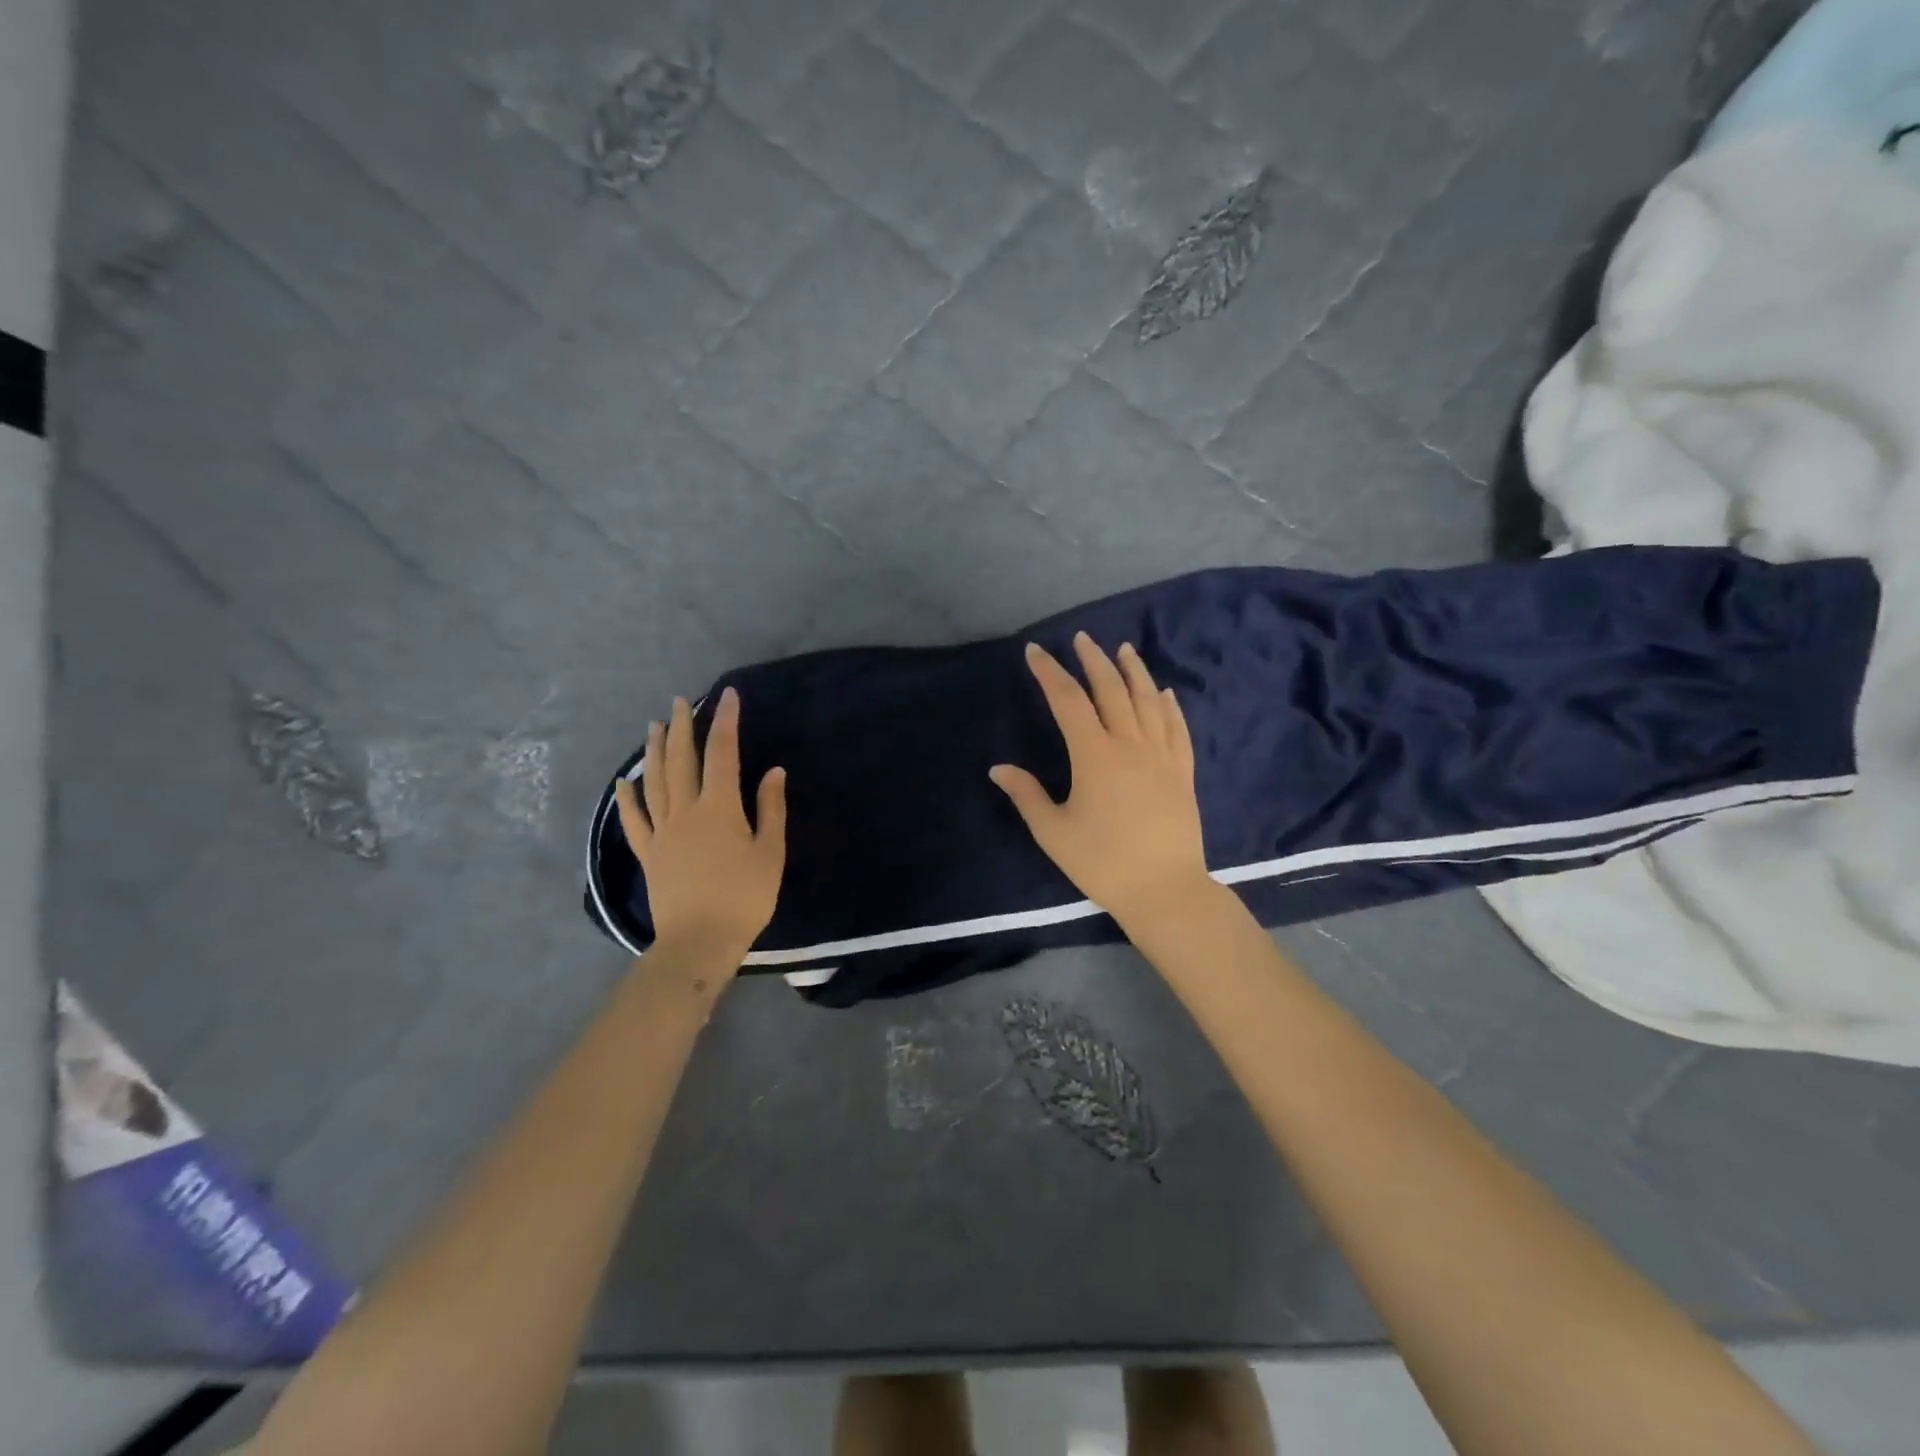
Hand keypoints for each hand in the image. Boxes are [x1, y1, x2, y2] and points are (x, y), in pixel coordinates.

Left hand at [614, 688, 786, 965]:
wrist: (699, 941)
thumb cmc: (744, 897)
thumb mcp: (770, 852)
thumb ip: (770, 809)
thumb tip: (772, 771)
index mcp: (719, 808)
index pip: (722, 753)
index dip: (725, 721)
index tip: (727, 696)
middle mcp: (686, 811)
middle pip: (682, 760)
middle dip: (683, 728)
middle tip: (681, 701)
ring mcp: (662, 831)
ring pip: (655, 782)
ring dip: (655, 751)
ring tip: (655, 726)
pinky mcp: (649, 853)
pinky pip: (634, 820)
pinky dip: (627, 798)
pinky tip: (623, 782)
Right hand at [990, 633, 1210, 923]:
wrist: (1164, 889)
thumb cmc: (1103, 862)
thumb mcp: (1054, 832)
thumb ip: (1026, 795)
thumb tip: (998, 769)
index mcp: (1095, 755)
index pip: (1068, 701)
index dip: (1050, 673)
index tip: (1036, 651)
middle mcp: (1130, 744)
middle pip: (1111, 690)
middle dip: (1094, 661)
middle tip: (1082, 639)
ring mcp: (1162, 756)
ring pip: (1148, 701)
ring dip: (1134, 672)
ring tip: (1123, 649)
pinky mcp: (1183, 772)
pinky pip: (1177, 728)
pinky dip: (1169, 705)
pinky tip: (1164, 693)